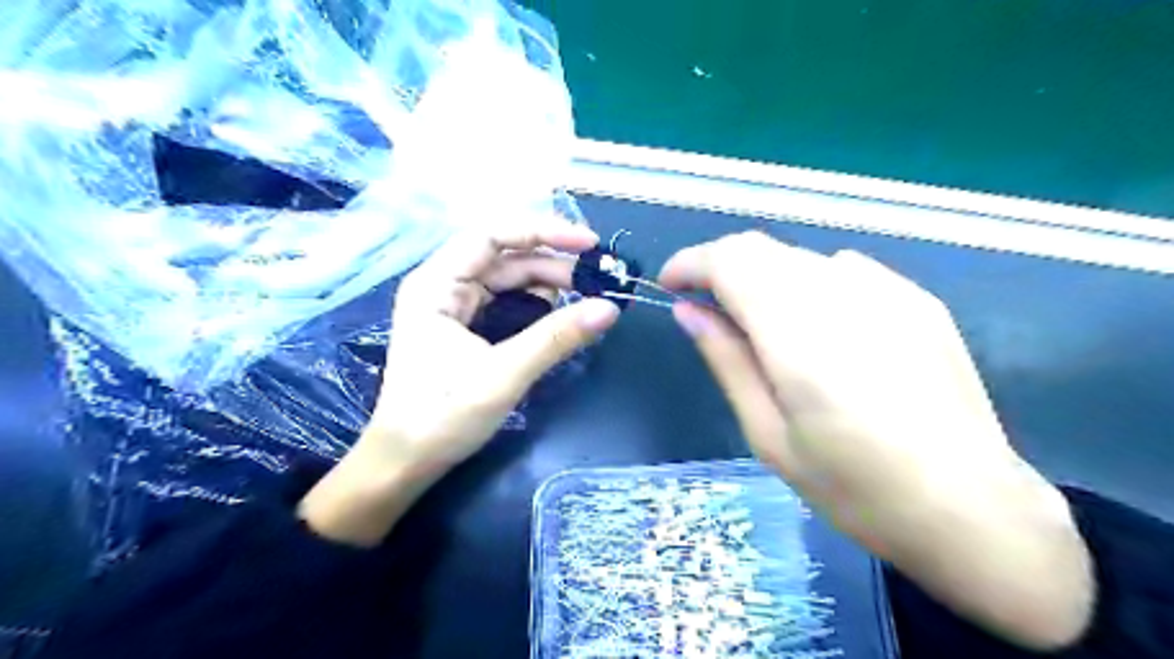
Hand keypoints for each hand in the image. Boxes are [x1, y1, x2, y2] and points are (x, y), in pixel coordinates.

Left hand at [300, 219, 617, 547]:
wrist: (406, 462)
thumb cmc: (442, 416)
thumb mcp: (504, 374)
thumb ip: (557, 337)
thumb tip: (609, 309)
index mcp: (437, 283)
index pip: (492, 235)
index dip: (542, 232)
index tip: (588, 243)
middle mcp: (443, 285)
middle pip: (505, 256)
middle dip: (552, 263)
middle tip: (598, 280)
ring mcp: (453, 307)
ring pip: (508, 279)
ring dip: (548, 283)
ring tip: (587, 296)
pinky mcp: (464, 327)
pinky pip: (506, 302)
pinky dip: (536, 304)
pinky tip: (560, 313)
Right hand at [659, 233, 1091, 648]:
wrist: (970, 508)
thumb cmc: (854, 487)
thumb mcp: (768, 435)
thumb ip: (726, 360)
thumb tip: (688, 311)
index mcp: (801, 336)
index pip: (731, 260)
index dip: (691, 263)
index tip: (671, 286)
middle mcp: (844, 295)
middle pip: (761, 248)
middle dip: (720, 266)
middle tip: (707, 308)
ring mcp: (889, 291)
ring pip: (798, 256)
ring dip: (763, 277)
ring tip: (760, 325)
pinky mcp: (917, 298)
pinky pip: (841, 269)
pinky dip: (807, 283)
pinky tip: (818, 328)